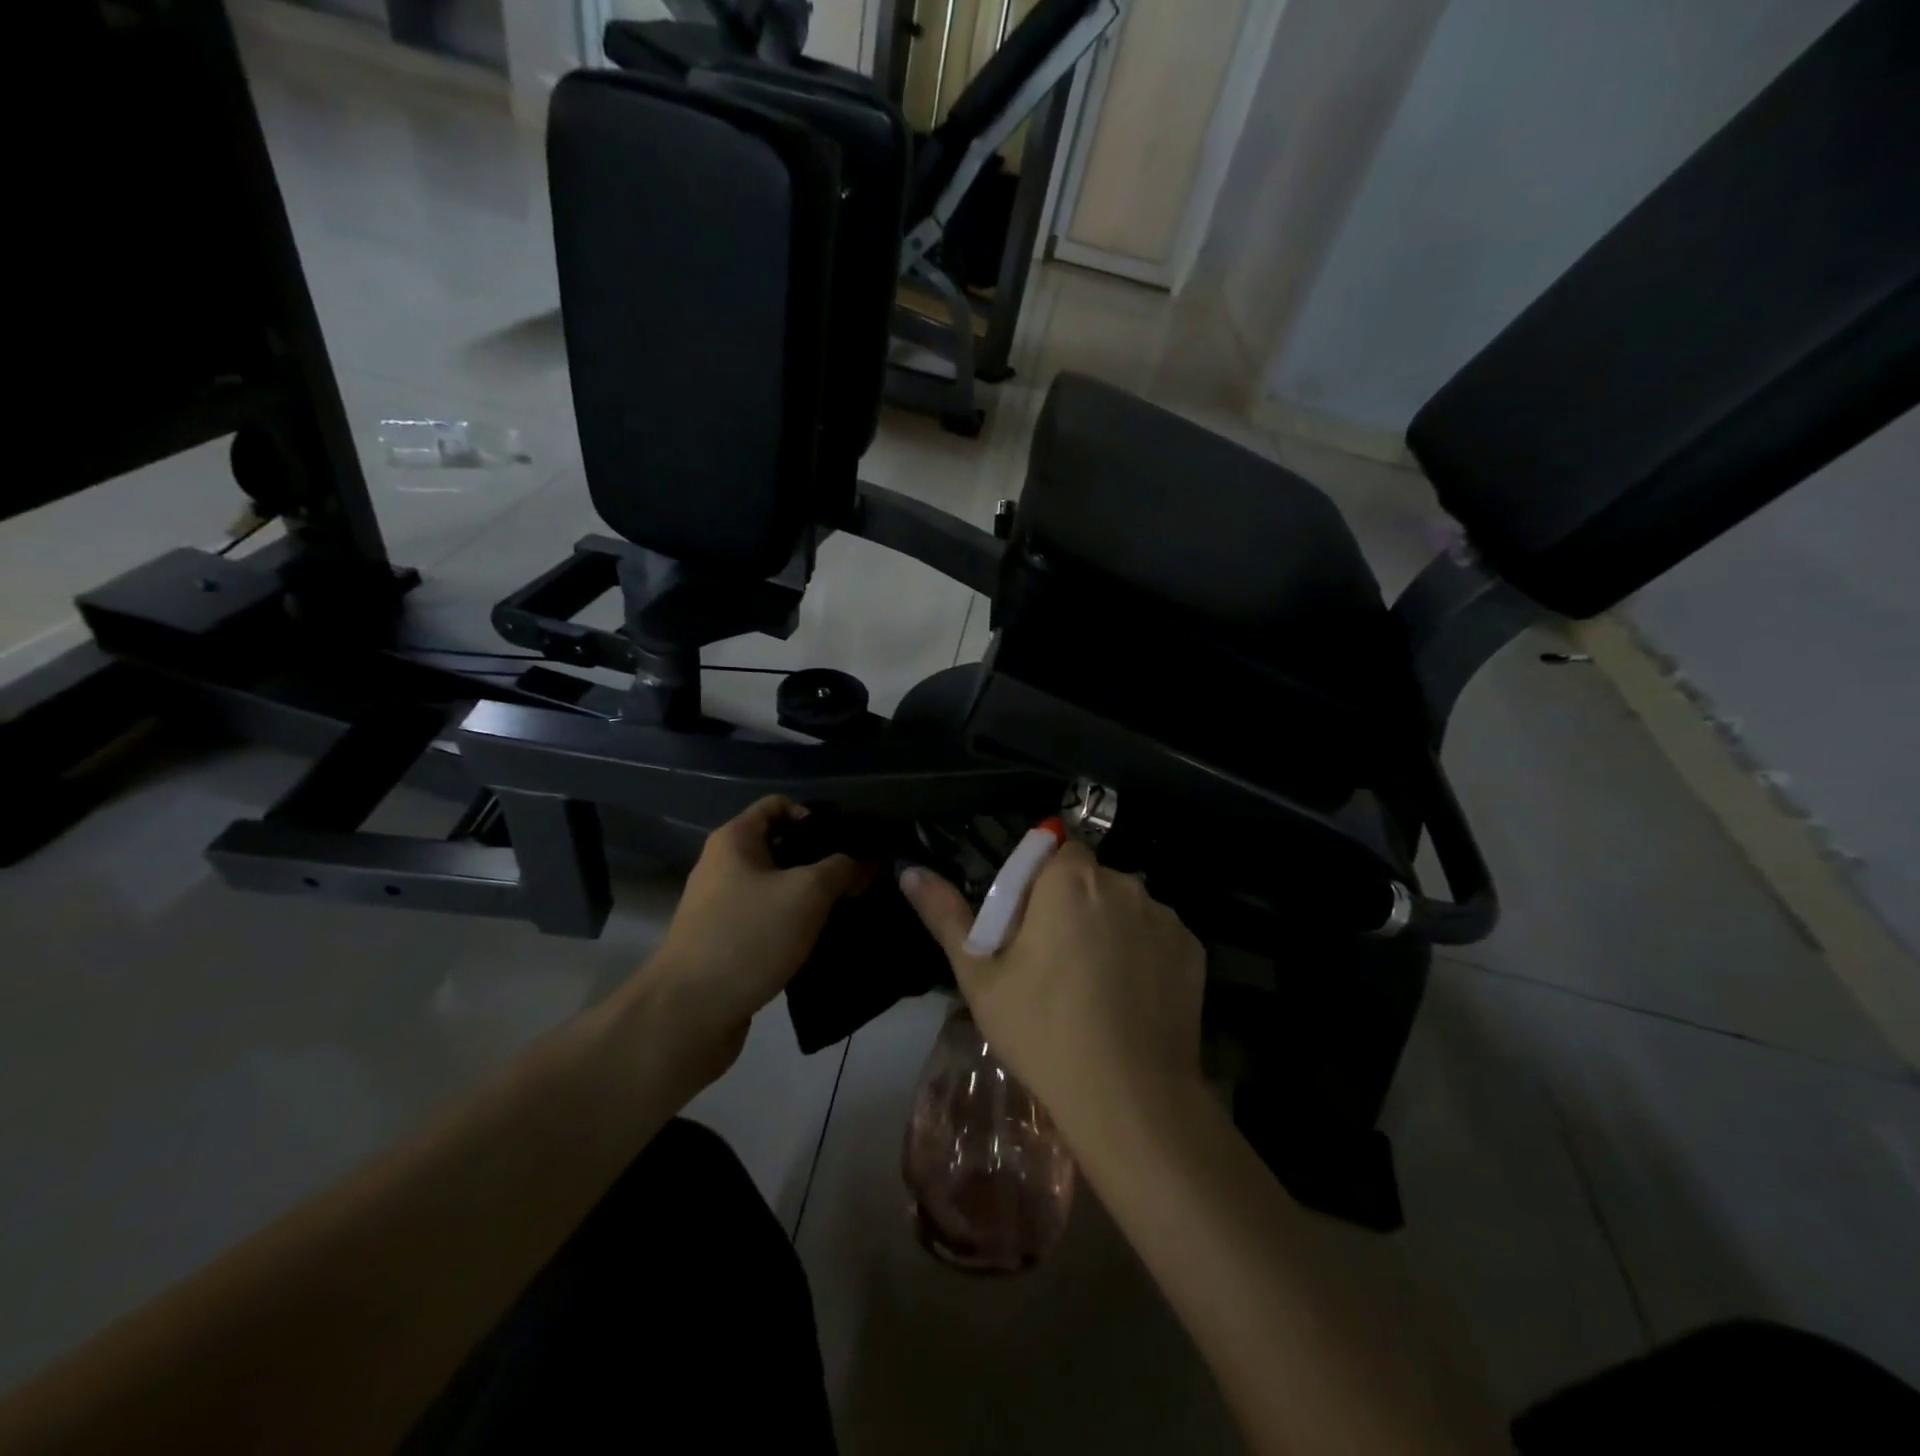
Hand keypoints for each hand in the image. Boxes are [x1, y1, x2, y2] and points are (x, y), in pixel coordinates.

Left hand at [634, 797, 866, 1082]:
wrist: (690, 1015)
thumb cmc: (748, 937)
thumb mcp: (807, 893)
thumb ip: (842, 869)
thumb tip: (865, 862)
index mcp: (734, 841)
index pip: (778, 805)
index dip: (816, 815)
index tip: (850, 840)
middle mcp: (724, 867)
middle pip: (781, 847)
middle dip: (821, 859)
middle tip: (860, 876)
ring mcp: (722, 908)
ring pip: (778, 888)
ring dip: (812, 897)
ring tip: (850, 908)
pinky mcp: (728, 945)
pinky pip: (769, 922)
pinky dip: (796, 926)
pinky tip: (824, 940)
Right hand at [899, 843, 1206, 1138]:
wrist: (1131, 1101)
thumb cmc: (1043, 1031)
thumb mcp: (981, 976)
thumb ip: (946, 915)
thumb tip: (910, 870)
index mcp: (1071, 880)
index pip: (1055, 849)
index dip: (1037, 882)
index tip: (1027, 925)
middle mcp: (1124, 883)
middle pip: (1090, 877)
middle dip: (1072, 903)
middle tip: (1053, 961)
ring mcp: (1164, 917)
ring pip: (1124, 905)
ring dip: (1108, 925)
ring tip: (1094, 985)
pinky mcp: (1193, 950)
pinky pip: (1156, 935)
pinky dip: (1142, 952)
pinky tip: (1129, 997)